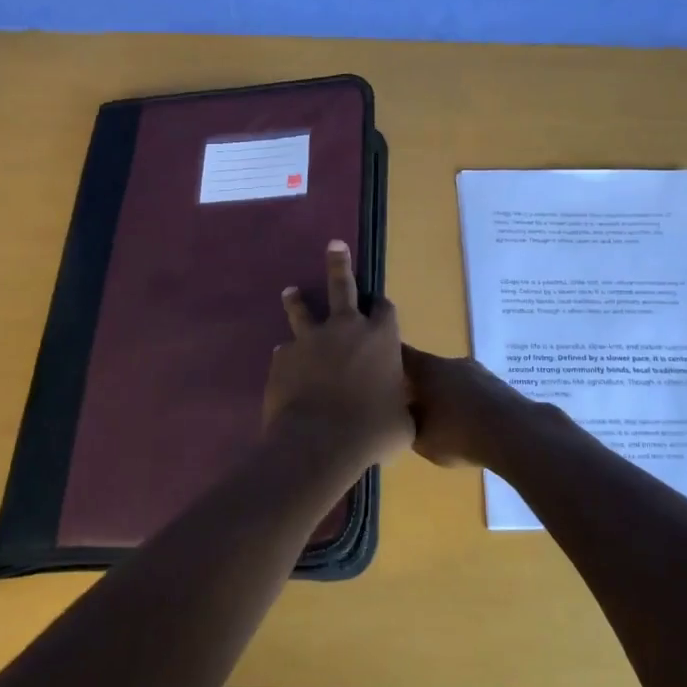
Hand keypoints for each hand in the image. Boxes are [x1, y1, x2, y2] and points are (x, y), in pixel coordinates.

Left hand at [264, 241, 412, 469]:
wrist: (319, 442)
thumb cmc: (371, 432)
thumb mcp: (402, 423)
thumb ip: (400, 407)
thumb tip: (400, 412)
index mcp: (380, 338)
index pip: (385, 310)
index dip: (383, 308)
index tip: (379, 306)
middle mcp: (346, 329)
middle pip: (342, 287)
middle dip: (339, 264)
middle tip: (334, 244)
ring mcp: (311, 340)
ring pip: (303, 311)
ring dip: (298, 300)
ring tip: (291, 290)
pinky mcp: (284, 357)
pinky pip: (286, 351)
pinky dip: (289, 355)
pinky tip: (286, 363)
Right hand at [402, 345, 555, 469]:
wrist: (516, 433)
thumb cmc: (459, 433)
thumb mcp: (421, 439)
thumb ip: (406, 426)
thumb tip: (402, 418)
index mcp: (427, 368)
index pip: (401, 354)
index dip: (388, 360)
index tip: (379, 370)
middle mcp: (451, 362)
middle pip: (428, 368)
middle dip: (418, 385)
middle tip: (410, 406)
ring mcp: (478, 371)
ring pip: (452, 380)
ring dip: (445, 395)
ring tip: (443, 421)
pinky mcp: (498, 385)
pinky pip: (473, 392)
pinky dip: (466, 404)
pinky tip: (468, 425)